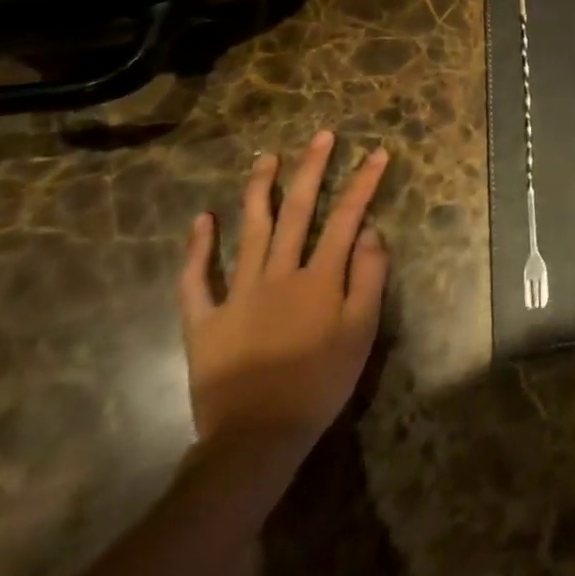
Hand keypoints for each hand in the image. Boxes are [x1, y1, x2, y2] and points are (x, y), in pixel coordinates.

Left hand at [178, 132, 390, 454]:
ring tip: (267, 157)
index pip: (347, 217)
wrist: (255, 439)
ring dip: (259, 190)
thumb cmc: (320, 383)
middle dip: (312, 169)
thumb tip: (370, 230)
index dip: (364, 182)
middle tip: (321, 136)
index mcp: (320, 278)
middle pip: (298, 211)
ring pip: (249, 231)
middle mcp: (279, 274)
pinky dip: (199, 248)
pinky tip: (203, 219)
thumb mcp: (361, 332)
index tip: (378, 152)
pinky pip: (197, 279)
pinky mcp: (204, 321)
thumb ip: (369, 277)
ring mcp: (238, 294)